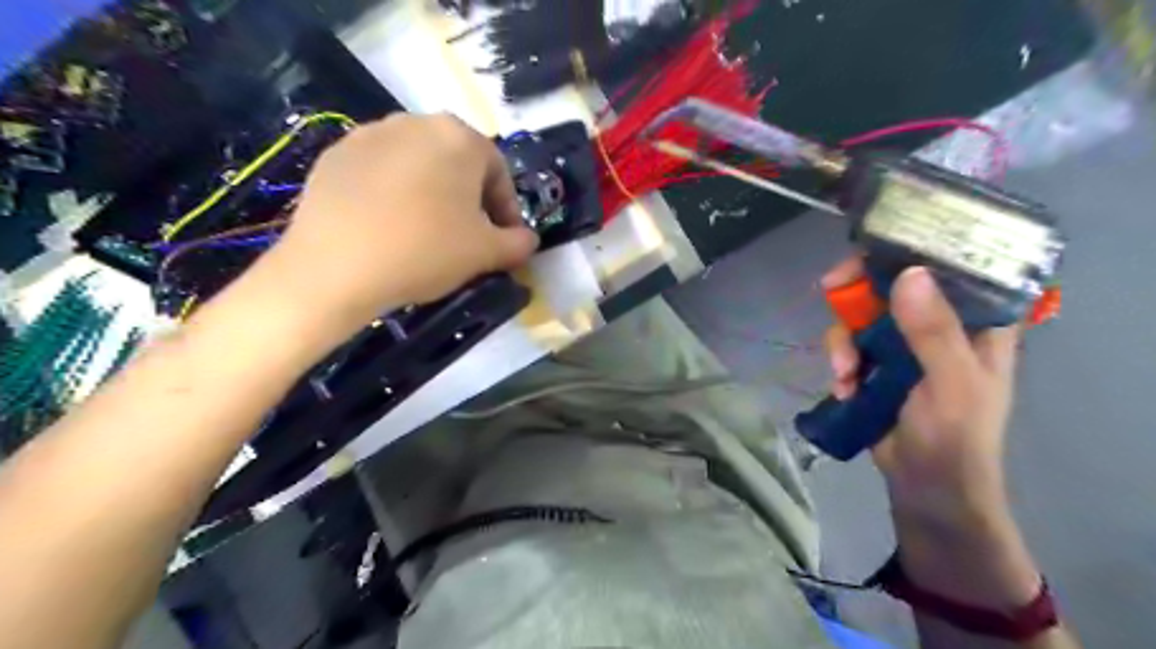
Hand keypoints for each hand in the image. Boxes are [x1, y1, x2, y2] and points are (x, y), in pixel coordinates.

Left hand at [261, 111, 536, 343]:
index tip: (504, 240)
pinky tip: (389, 228)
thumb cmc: (426, 251)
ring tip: (427, 233)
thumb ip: (519, 243)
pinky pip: (381, 173)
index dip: (507, 209)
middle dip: (470, 200)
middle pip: (457, 163)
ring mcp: (369, 134)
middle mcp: (415, 122)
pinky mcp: (335, 155)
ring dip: (432, 195)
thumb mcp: (487, 253)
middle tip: (468, 237)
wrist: (336, 268)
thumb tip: (527, 239)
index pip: (498, 172)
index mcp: (459, 137)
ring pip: (418, 166)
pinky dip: (394, 196)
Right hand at [822, 258, 1019, 531]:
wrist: (924, 487)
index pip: (949, 265)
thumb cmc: (954, 438)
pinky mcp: (876, 362)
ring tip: (844, 374)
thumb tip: (908, 274)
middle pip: (892, 283)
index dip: (912, 248)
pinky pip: (848, 343)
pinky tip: (843, 387)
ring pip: (862, 314)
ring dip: (843, 340)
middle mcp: (939, 323)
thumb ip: (934, 333)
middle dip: (858, 292)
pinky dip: (840, 361)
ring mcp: (904, 343)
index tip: (874, 249)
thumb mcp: (952, 385)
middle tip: (830, 290)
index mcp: (976, 321)